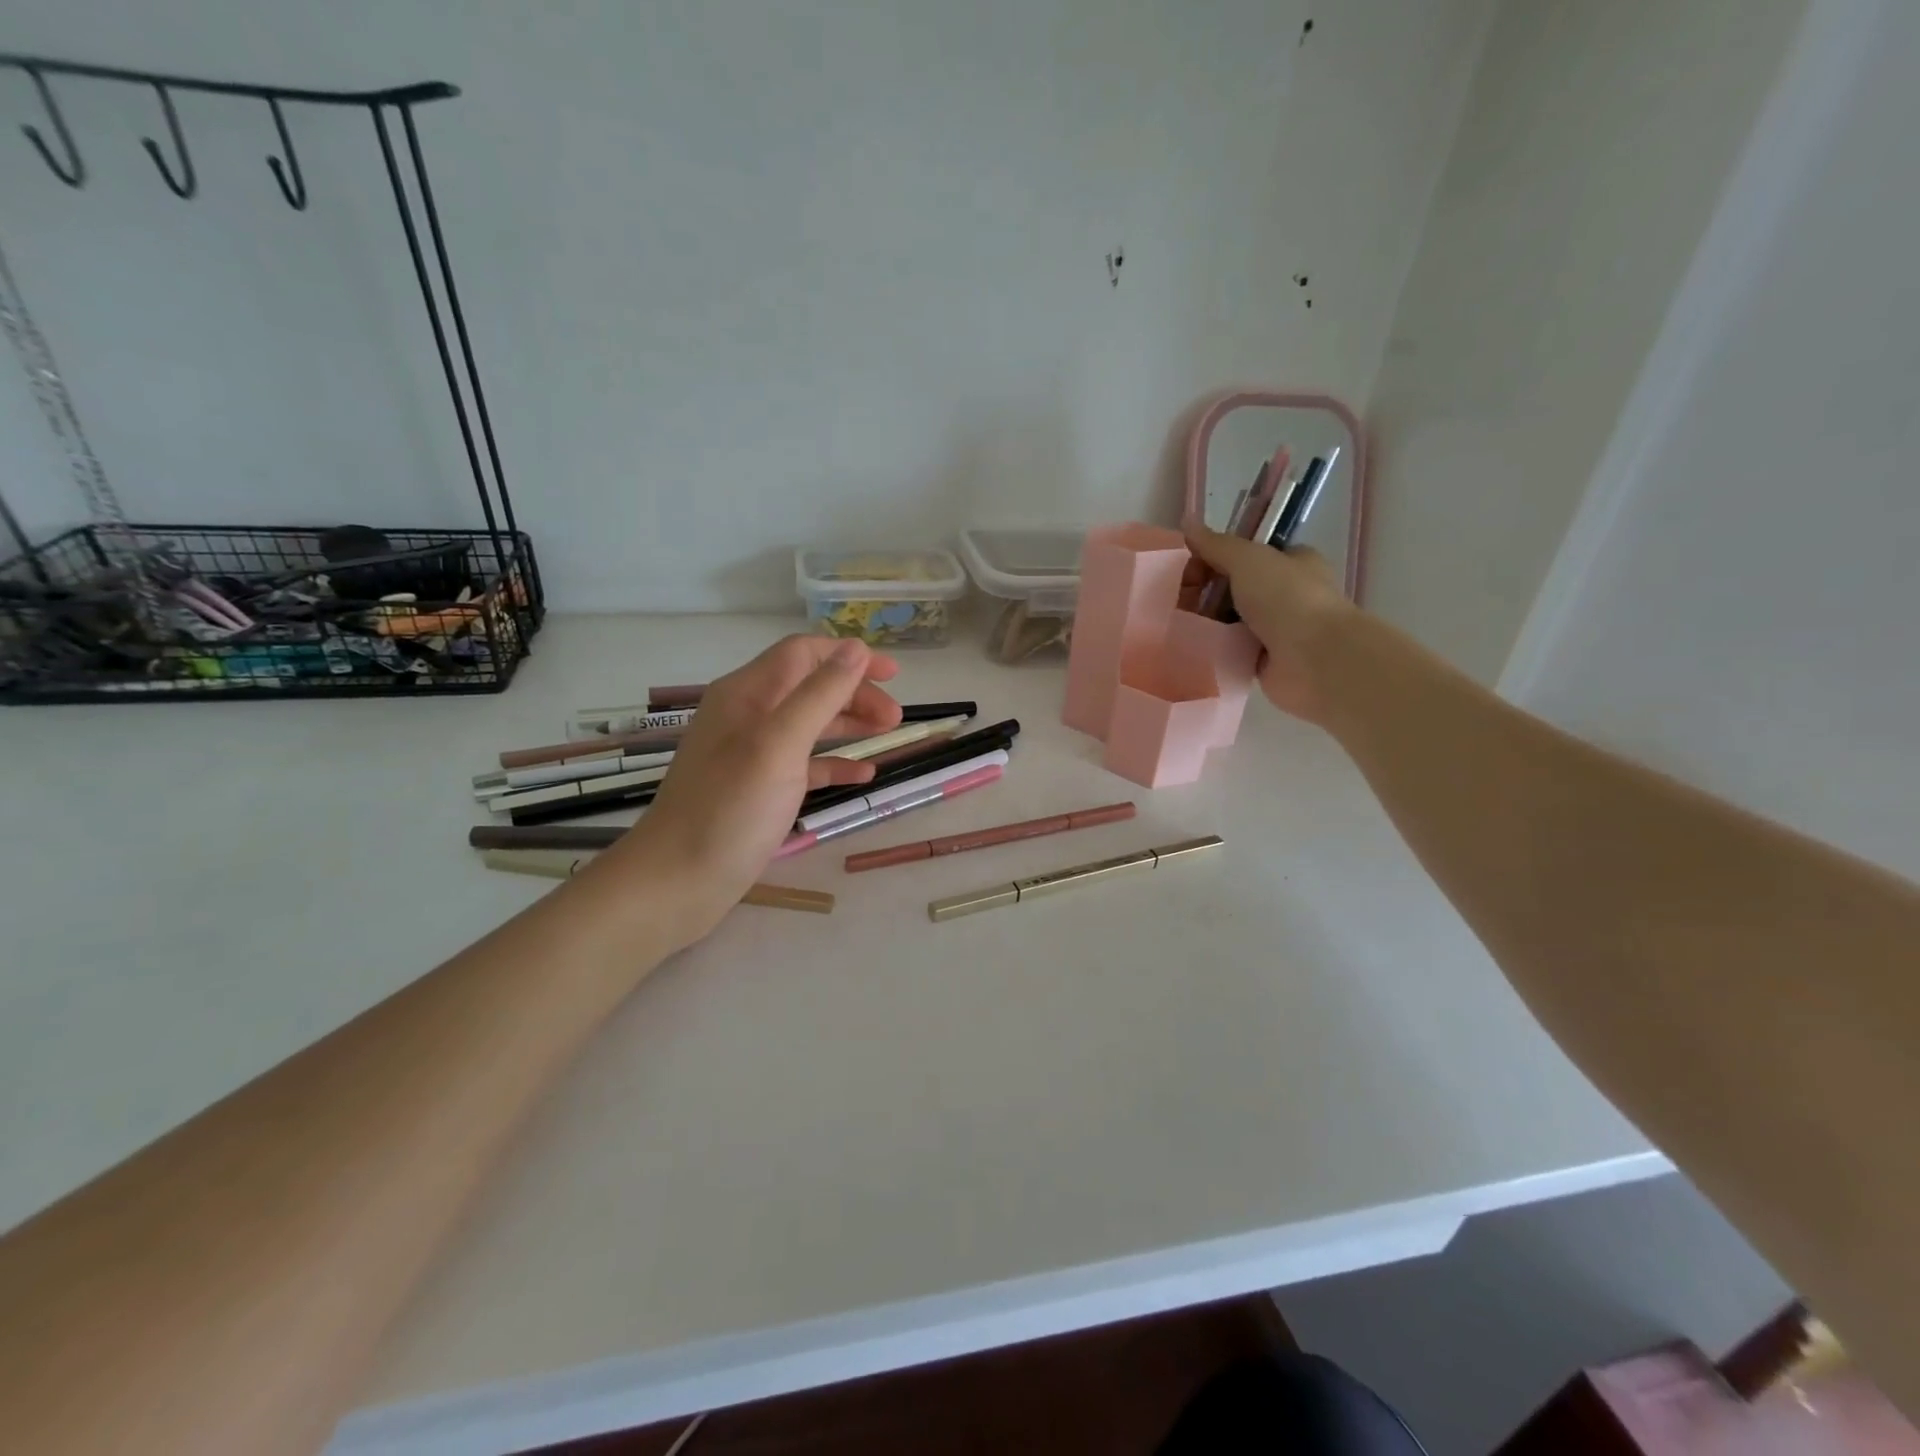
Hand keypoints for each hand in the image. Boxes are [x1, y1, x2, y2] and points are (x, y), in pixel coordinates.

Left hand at [598, 635, 900, 947]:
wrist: (679, 881)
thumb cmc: (730, 808)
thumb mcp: (779, 744)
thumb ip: (819, 694)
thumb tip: (856, 648)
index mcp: (746, 693)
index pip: (803, 654)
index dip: (849, 657)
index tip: (894, 675)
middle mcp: (747, 715)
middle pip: (809, 686)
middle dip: (855, 694)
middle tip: (895, 719)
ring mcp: (751, 753)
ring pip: (809, 723)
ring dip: (849, 724)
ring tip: (889, 736)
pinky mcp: (758, 788)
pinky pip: (803, 764)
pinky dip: (833, 763)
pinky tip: (863, 776)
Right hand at [1183, 521, 1353, 723]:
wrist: (1314, 658)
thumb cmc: (1287, 598)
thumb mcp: (1248, 559)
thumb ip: (1216, 544)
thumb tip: (1188, 522)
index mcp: (1291, 562)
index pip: (1244, 554)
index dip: (1213, 558)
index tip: (1189, 572)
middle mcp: (1285, 593)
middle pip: (1232, 586)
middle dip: (1204, 591)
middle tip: (1182, 601)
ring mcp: (1275, 628)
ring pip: (1228, 619)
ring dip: (1206, 621)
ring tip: (1182, 625)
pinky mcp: (1263, 659)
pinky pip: (1229, 648)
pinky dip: (1213, 647)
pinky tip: (1194, 646)